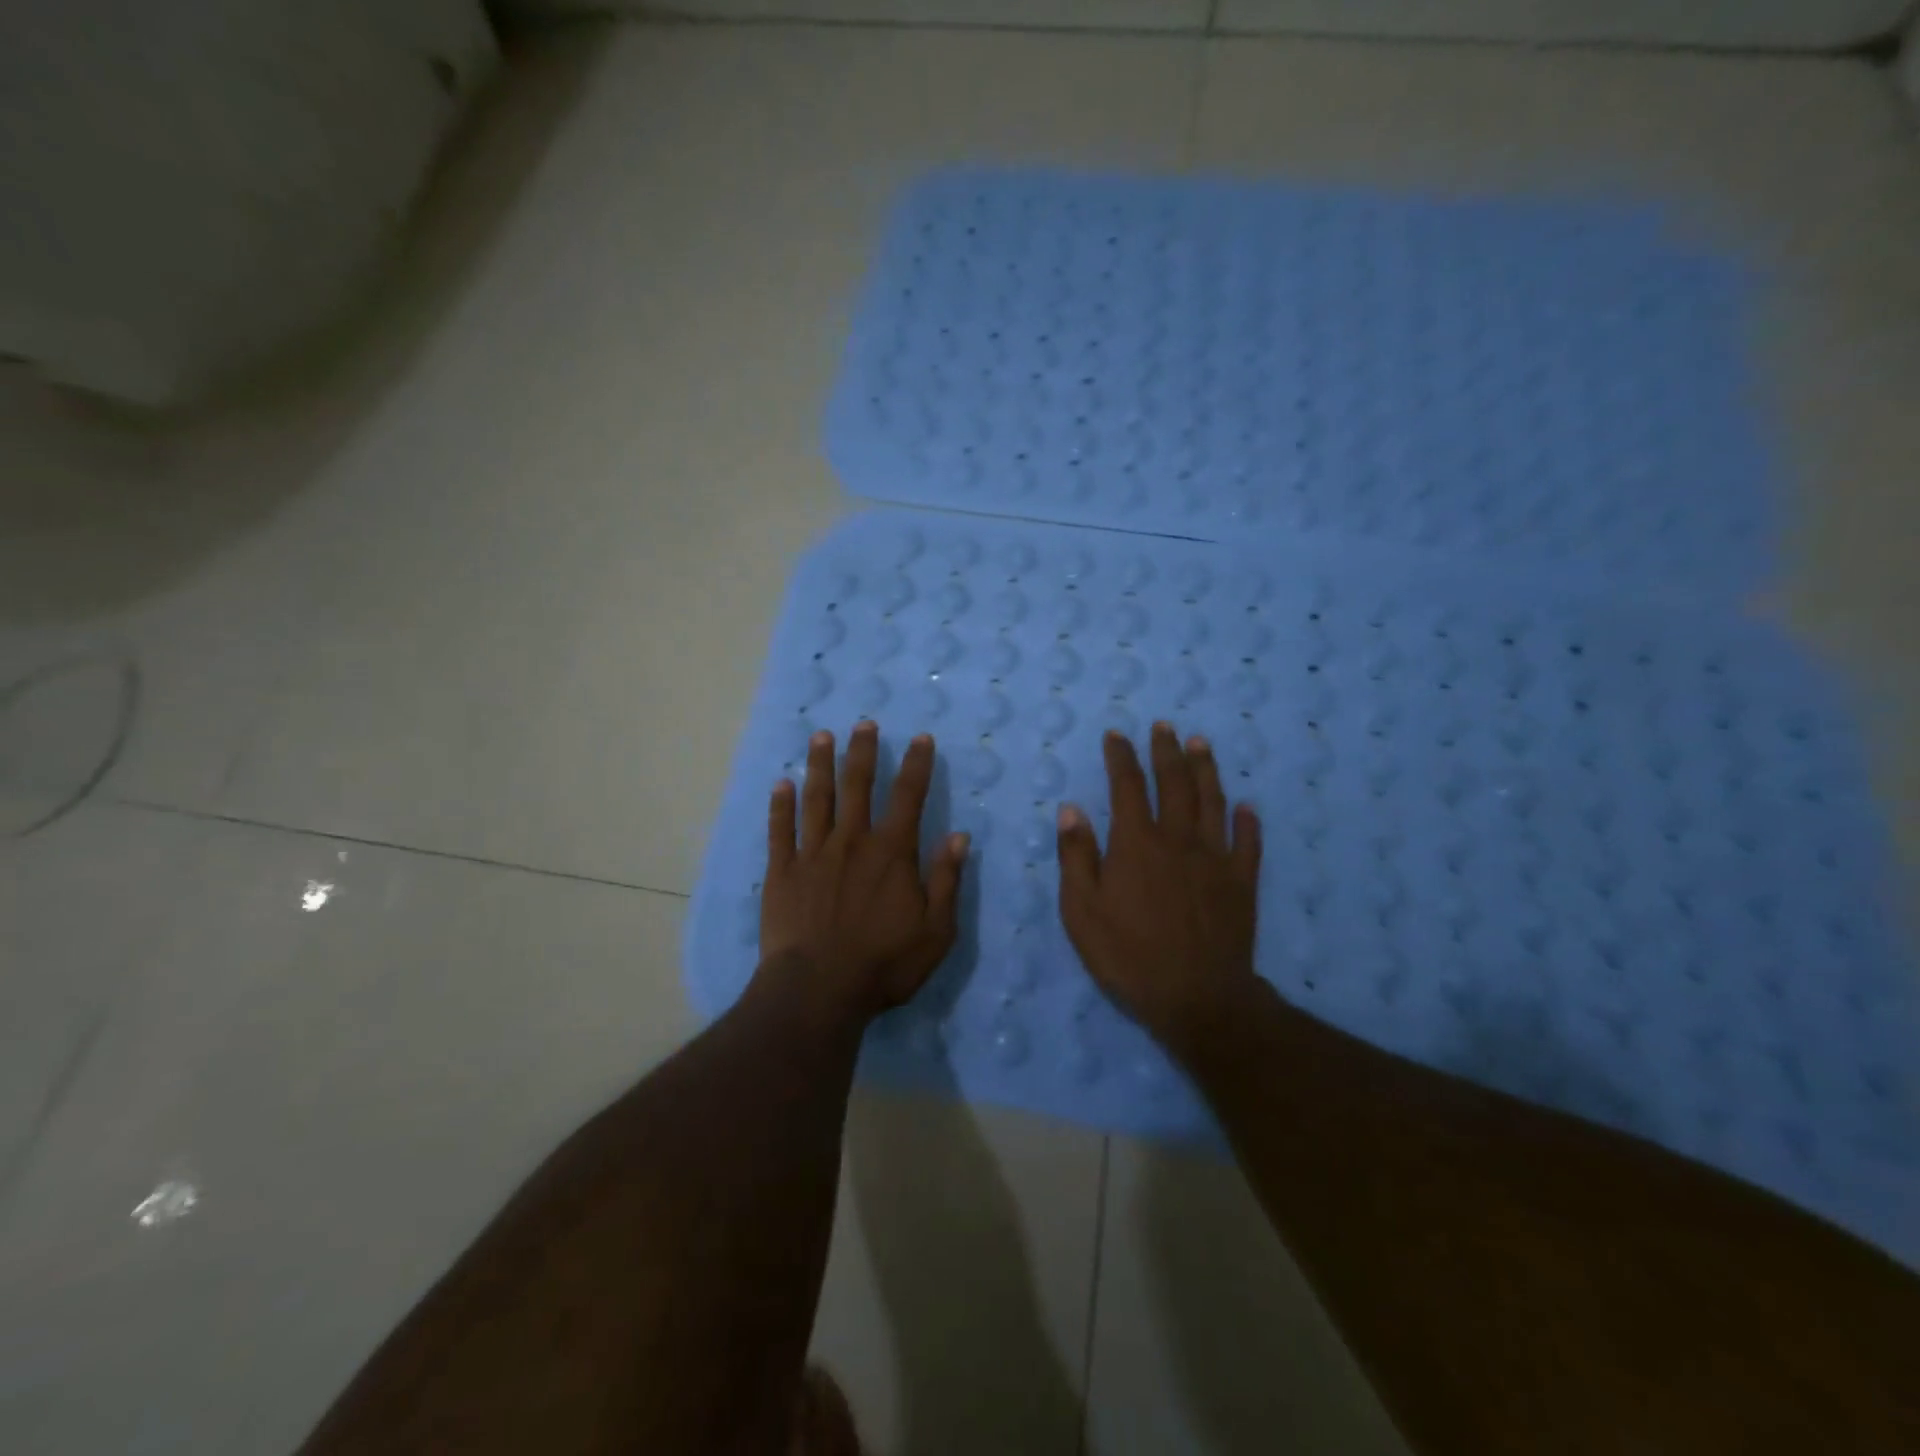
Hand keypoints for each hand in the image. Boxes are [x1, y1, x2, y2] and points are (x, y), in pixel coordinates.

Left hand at [760, 721, 969, 1020]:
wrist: (818, 990)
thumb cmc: (883, 964)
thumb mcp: (936, 930)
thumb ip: (947, 880)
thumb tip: (959, 835)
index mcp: (891, 853)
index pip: (908, 797)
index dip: (917, 765)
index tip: (920, 738)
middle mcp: (852, 841)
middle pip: (858, 786)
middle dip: (862, 752)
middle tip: (863, 723)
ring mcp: (812, 854)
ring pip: (817, 799)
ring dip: (820, 766)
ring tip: (820, 737)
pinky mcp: (782, 872)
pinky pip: (780, 830)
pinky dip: (780, 805)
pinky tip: (780, 784)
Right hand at [1057, 723, 1263, 1059]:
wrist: (1196, 996)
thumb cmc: (1128, 954)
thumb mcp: (1081, 910)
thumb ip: (1076, 856)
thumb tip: (1071, 809)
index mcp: (1136, 842)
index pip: (1127, 786)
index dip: (1121, 757)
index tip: (1117, 735)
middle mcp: (1177, 838)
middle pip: (1174, 782)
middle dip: (1166, 751)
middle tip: (1164, 726)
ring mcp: (1215, 858)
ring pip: (1212, 801)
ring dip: (1205, 769)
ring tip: (1200, 744)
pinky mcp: (1241, 882)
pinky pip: (1247, 842)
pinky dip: (1247, 821)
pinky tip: (1246, 806)